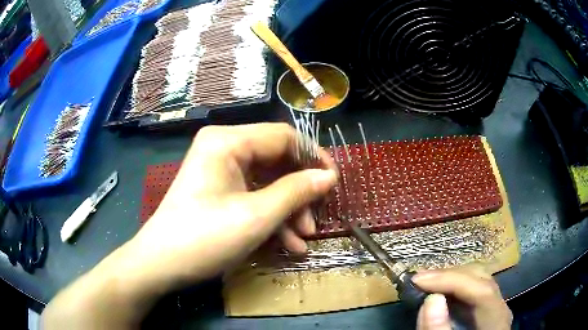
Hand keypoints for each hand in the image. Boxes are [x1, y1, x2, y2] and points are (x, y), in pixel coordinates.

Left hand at [43, 123, 337, 328]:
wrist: (161, 265)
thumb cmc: (204, 238)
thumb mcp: (256, 217)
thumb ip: (296, 192)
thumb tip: (329, 176)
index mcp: (228, 141)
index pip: (283, 136)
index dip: (313, 157)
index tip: (334, 182)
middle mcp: (224, 148)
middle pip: (277, 161)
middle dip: (299, 193)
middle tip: (314, 221)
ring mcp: (221, 171)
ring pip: (268, 183)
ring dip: (288, 211)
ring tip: (303, 239)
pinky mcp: (219, 191)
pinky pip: (253, 197)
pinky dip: (271, 218)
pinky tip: (287, 244)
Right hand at [412, 266, 511, 329]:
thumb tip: (431, 299)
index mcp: (497, 320)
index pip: (481, 290)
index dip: (452, 280)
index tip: (419, 279)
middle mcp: (500, 309)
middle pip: (482, 280)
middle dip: (450, 276)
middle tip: (420, 280)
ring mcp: (495, 307)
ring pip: (479, 280)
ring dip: (451, 279)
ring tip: (426, 283)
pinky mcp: (486, 310)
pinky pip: (473, 290)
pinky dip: (454, 288)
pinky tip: (440, 292)